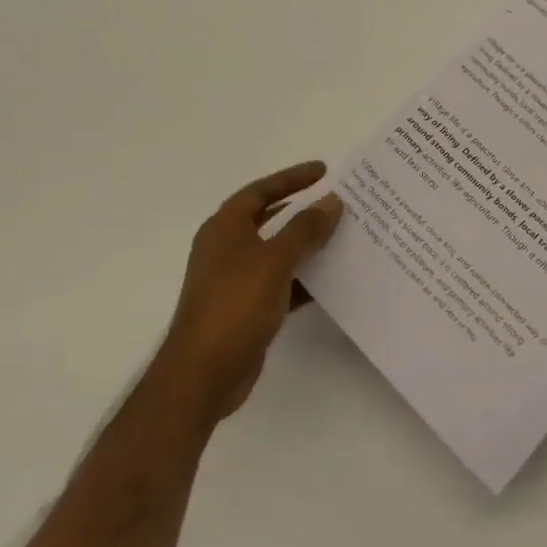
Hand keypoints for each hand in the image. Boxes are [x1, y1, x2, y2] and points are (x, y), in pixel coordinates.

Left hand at [162, 161, 341, 424]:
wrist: (202, 375)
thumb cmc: (234, 306)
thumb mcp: (274, 260)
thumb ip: (305, 229)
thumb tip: (332, 201)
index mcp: (225, 229)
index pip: (261, 191)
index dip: (292, 178)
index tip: (324, 170)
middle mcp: (228, 249)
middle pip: (271, 219)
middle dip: (304, 210)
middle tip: (339, 202)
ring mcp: (236, 280)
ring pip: (279, 252)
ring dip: (308, 245)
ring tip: (345, 236)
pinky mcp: (247, 309)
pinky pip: (283, 282)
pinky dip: (305, 278)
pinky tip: (334, 279)